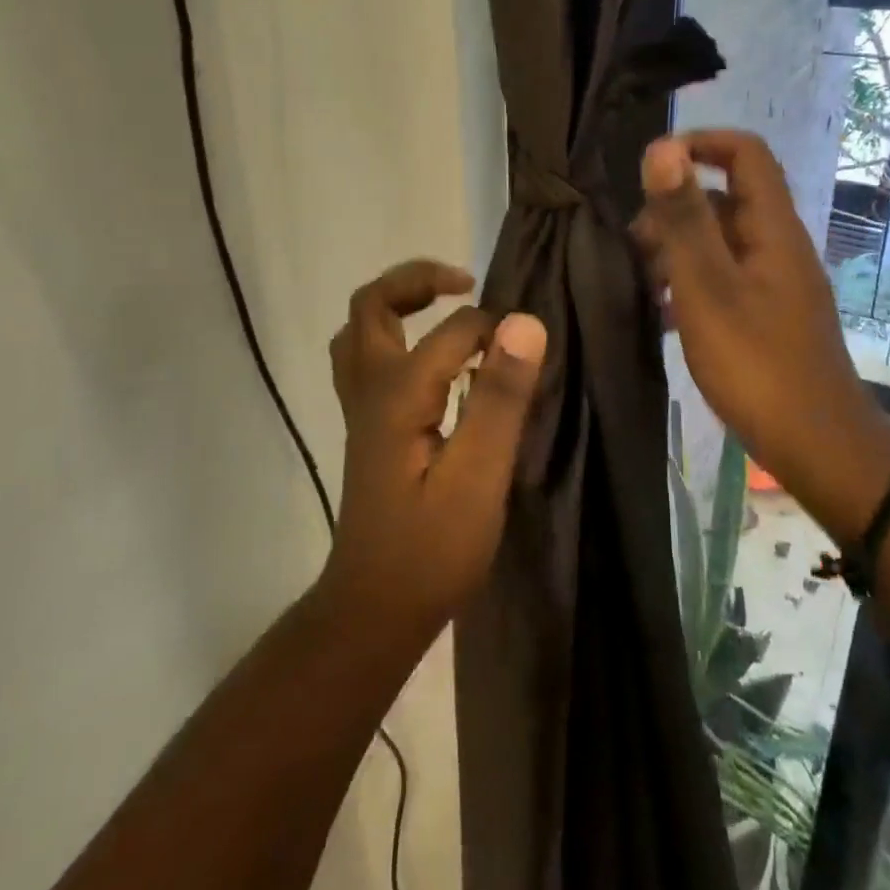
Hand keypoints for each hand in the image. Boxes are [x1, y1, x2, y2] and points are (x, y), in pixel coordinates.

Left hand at [320, 259, 546, 648]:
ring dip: (397, 304)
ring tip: (446, 306)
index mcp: (397, 393)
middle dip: (416, 279)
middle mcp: (370, 389)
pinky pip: (367, 358)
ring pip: (360, 330)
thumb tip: (525, 322)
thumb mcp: (479, 476)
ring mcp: (361, 409)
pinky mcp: (367, 429)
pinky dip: (395, 336)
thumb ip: (499, 397)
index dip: (495, 330)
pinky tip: (432, 360)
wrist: (375, 610)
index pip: (453, 329)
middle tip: (465, 283)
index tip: (529, 352)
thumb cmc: (432, 549)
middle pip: (371, 305)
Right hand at [631, 131, 889, 505]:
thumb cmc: (757, 363)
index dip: (700, 144)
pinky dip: (690, 283)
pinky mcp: (767, 314)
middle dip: (673, 209)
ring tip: (638, 281)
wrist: (817, 446)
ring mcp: (774, 282)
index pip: (746, 153)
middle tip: (632, 245)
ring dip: (676, 249)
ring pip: (720, 241)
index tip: (651, 168)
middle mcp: (777, 245)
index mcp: (771, 228)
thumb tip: (661, 147)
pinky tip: (661, 314)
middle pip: (725, 198)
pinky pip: (723, 278)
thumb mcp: (708, 287)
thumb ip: (684, 218)